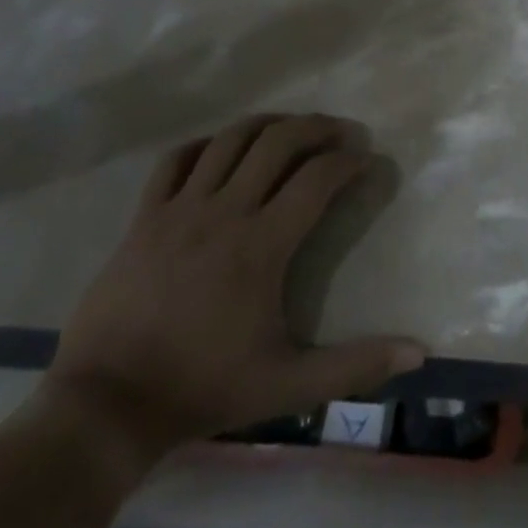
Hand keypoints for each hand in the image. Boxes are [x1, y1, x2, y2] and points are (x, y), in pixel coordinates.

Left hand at [43, 113, 423, 482]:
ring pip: (228, 141)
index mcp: (262, 246)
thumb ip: (356, 366)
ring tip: (291, 128)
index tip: (367, 159)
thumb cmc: (204, 388)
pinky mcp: (144, 218)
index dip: (348, 162)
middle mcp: (224, 213)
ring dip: (267, 125)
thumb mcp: (290, 385)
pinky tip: (219, 149)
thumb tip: (419, 353)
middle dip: (316, 127)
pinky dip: (204, 145)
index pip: (317, 180)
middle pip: (276, 143)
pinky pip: (175, 161)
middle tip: (341, 131)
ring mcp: (179, 210)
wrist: (107, 402)